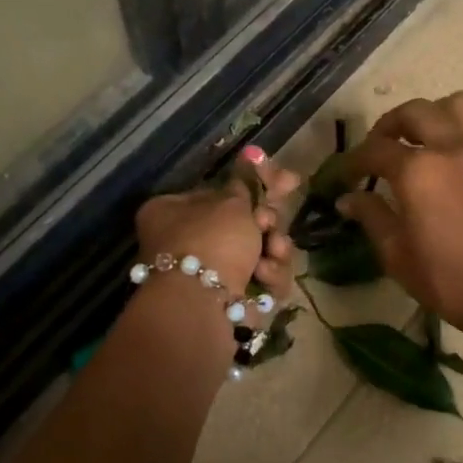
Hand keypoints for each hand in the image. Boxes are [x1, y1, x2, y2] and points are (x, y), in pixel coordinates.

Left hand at [135, 147, 300, 309]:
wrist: (202, 305)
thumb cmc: (212, 240)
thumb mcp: (232, 202)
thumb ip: (247, 182)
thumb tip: (252, 157)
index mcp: (172, 211)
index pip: (223, 191)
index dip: (258, 185)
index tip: (289, 182)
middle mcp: (184, 241)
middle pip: (243, 225)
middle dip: (267, 225)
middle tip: (271, 226)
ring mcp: (205, 274)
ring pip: (256, 254)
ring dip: (273, 252)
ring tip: (273, 255)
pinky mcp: (226, 302)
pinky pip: (258, 282)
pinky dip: (268, 279)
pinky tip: (266, 279)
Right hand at [337, 93, 462, 339]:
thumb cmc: (447, 281)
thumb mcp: (396, 254)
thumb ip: (371, 217)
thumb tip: (349, 199)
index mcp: (418, 171)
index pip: (375, 151)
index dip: (353, 161)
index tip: (345, 177)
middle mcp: (452, 150)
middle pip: (416, 112)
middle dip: (390, 124)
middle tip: (380, 149)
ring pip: (462, 105)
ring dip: (438, 114)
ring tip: (426, 139)